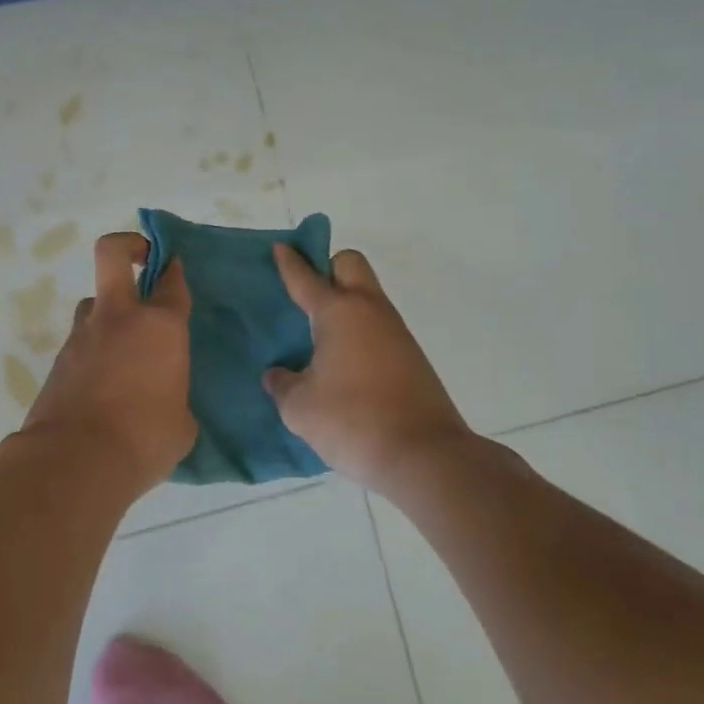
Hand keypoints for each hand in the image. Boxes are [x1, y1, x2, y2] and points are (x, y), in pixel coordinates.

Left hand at [18, 232, 195, 493]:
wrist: (74, 462)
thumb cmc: (144, 440)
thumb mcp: (181, 425)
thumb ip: (176, 399)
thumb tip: (165, 403)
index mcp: (160, 327)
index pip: (173, 282)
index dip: (176, 271)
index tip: (176, 269)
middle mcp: (119, 318)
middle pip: (113, 253)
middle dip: (129, 245)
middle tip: (142, 258)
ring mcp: (82, 335)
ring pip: (94, 302)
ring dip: (109, 312)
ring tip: (124, 347)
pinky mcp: (58, 360)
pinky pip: (81, 341)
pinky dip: (93, 351)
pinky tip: (103, 385)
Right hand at [264, 245, 474, 486]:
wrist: (424, 456)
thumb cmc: (352, 422)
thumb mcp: (299, 408)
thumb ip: (283, 384)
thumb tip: (279, 375)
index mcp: (339, 313)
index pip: (306, 277)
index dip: (290, 262)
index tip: (281, 247)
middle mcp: (370, 311)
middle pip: (350, 264)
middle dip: (328, 266)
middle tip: (305, 292)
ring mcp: (396, 333)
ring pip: (368, 296)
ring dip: (345, 302)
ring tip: (318, 335)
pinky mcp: (411, 357)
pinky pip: (378, 327)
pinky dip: (359, 330)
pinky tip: (343, 363)